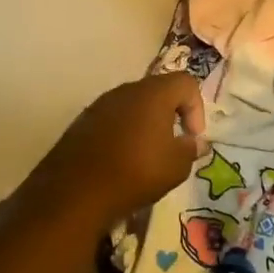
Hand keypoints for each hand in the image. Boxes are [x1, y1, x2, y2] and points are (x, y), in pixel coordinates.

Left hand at [34, 74, 206, 227]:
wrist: (77, 190)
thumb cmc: (136, 171)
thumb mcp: (176, 166)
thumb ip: (190, 149)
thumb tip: (195, 142)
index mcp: (154, 93)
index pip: (186, 82)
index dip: (196, 108)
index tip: (192, 138)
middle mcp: (127, 90)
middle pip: (158, 91)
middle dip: (170, 115)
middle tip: (172, 145)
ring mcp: (101, 103)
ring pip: (133, 105)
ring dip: (145, 125)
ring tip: (146, 156)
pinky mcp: (83, 121)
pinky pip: (112, 119)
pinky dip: (122, 133)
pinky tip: (120, 161)